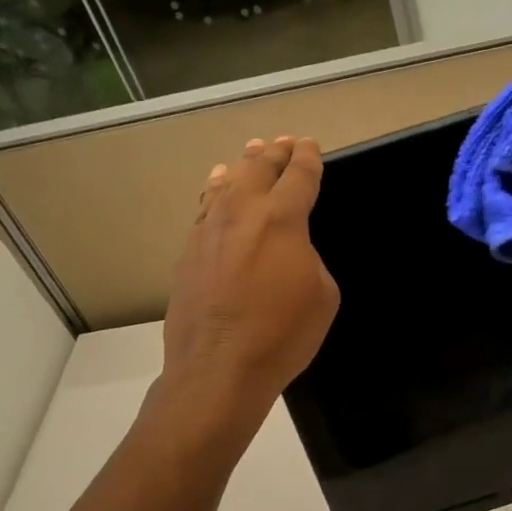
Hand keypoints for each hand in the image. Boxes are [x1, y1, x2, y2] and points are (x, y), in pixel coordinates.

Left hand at [162, 136, 339, 422]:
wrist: (218, 367)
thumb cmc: (282, 334)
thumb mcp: (323, 295)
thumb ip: (309, 258)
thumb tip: (291, 251)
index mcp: (282, 219)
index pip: (298, 175)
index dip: (307, 157)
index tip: (309, 146)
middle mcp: (242, 213)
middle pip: (258, 168)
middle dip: (274, 152)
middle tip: (283, 143)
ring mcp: (208, 230)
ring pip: (226, 183)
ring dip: (243, 166)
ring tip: (250, 154)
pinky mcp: (188, 252)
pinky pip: (204, 208)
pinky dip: (216, 192)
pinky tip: (217, 190)